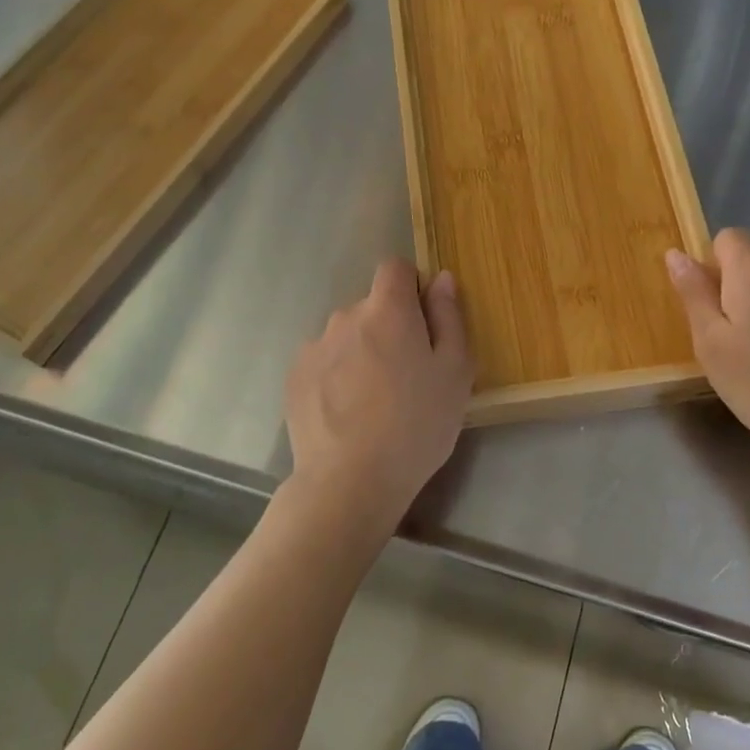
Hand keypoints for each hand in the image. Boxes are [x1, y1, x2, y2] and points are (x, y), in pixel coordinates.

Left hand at [284, 260, 473, 534]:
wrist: (350, 482)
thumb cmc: (416, 426)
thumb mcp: (454, 373)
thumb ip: (449, 318)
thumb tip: (441, 279)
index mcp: (387, 310)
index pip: (394, 268)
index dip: (411, 287)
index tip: (422, 323)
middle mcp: (345, 316)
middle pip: (371, 307)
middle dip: (388, 328)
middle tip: (405, 376)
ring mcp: (314, 347)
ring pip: (346, 336)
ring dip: (360, 353)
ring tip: (373, 401)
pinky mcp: (295, 377)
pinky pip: (323, 362)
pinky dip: (336, 376)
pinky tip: (347, 414)